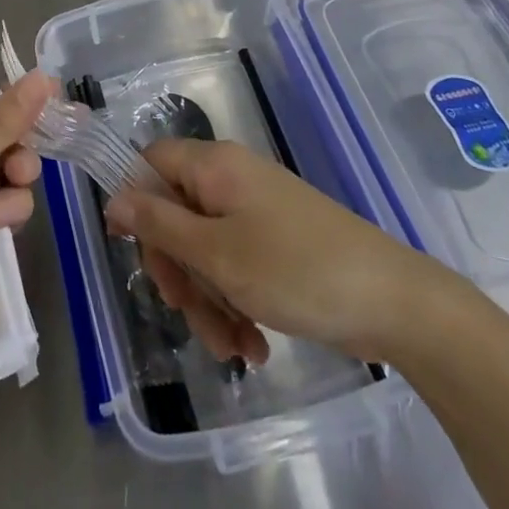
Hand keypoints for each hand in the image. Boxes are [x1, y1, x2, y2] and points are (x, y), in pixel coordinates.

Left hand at [0, 71, 52, 356]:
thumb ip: (2, 121)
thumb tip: (43, 76)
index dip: (9, 100)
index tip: (44, 97)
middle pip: (0, 141)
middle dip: (17, 150)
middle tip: (19, 164)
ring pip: (9, 176)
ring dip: (13, 186)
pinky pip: (8, 210)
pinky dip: (7, 215)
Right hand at [105, 138, 453, 366]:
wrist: (394, 302)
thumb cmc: (296, 270)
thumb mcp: (217, 254)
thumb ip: (160, 224)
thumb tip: (115, 196)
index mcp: (215, 166)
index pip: (151, 162)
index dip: (134, 200)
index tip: (126, 247)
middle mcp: (232, 179)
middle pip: (176, 214)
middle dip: (179, 271)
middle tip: (188, 312)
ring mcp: (257, 211)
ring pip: (206, 249)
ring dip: (209, 299)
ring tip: (233, 347)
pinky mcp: (278, 242)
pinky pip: (237, 265)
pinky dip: (236, 302)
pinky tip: (253, 346)